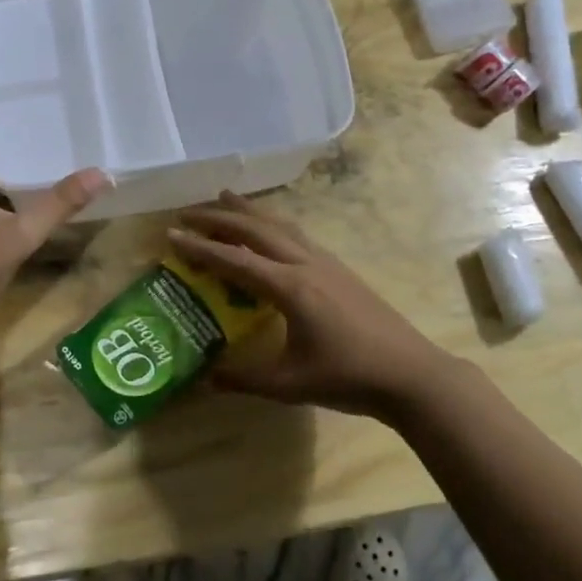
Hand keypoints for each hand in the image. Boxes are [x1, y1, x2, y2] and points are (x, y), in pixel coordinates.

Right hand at [168, 192, 457, 419]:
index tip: (171, 233)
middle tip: (188, 211)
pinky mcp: (340, 269)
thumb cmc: (348, 378)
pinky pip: (297, 234)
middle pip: (256, 230)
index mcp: (289, 288)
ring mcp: (326, 263)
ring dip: (249, 211)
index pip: (235, 260)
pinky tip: (271, 230)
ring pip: (280, 225)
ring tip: (226, 196)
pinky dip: (273, 223)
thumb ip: (244, 379)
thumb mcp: (289, 384)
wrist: (409, 373)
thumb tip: (207, 378)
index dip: (200, 247)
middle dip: (219, 218)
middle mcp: (305, 264)